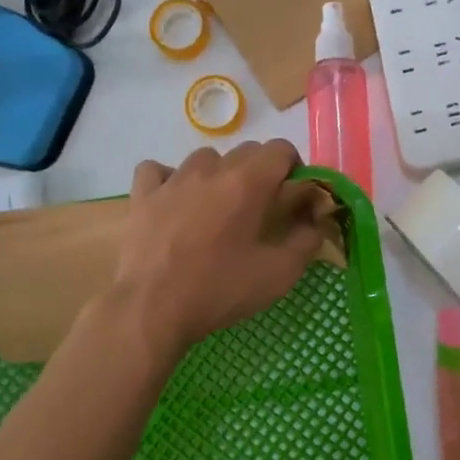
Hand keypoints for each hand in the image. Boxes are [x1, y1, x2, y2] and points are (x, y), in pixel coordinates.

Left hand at [112, 140, 326, 352]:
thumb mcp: (279, 274)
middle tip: (260, 210)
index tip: (293, 197)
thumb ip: (306, 241)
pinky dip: (170, 180)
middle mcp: (211, 169)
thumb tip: (316, 221)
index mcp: (248, 182)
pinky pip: (159, 171)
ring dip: (218, 175)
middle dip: (260, 173)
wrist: (151, 309)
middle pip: (245, 151)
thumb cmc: (219, 290)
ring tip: (217, 209)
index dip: (293, 168)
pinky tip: (174, 202)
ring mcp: (172, 179)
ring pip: (204, 159)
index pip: (280, 149)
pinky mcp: (142, 195)